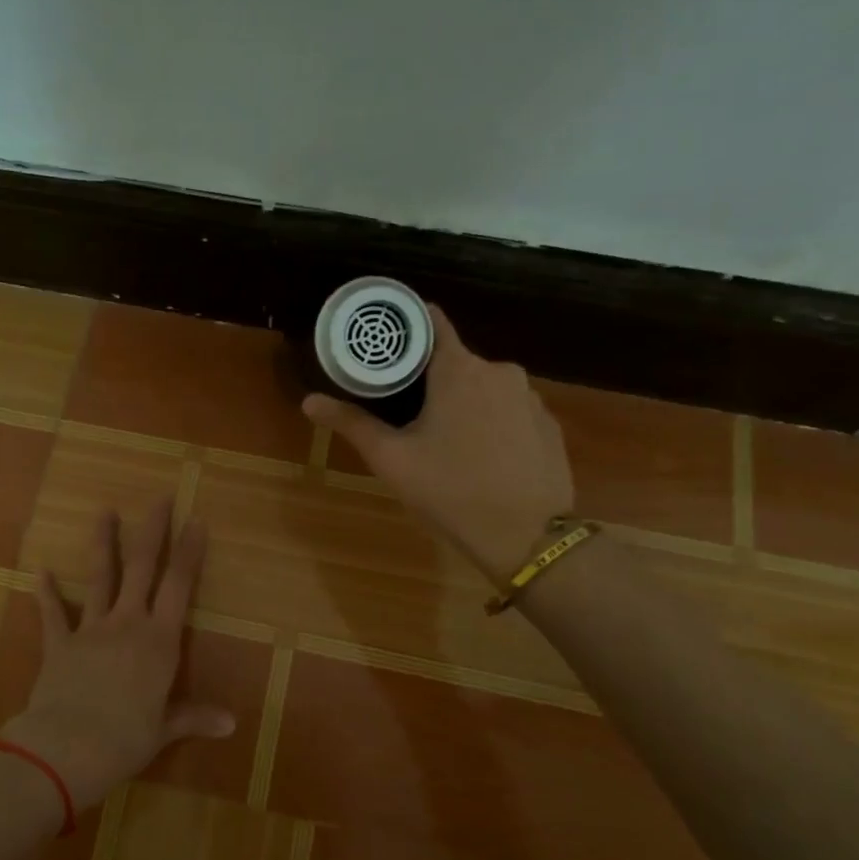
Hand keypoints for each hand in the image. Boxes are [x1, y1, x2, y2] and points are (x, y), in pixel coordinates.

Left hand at [1, 499, 233, 806]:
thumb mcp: (165, 729)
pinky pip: (53, 613)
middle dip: (153, 531)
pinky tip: (40, 571)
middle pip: (143, 567)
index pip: (179, 586)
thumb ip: (195, 718)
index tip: (196, 520)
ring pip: (100, 577)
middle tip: (160, 498)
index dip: (190, 552)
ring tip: (104, 511)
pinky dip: (46, 592)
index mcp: (159, 641)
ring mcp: (91, 629)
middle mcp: (128, 624)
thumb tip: (232, 724)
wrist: (67, 747)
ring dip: (103, 543)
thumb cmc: (126, 739)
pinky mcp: (59, 643)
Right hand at [304, 304, 574, 580]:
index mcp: (459, 369)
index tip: (385, 343)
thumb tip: (309, 401)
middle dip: (430, 379)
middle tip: (405, 411)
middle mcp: (500, 371)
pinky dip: (492, 423)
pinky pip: (510, 410)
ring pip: (485, 387)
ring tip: (444, 440)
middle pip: (455, 360)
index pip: (431, 322)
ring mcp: (531, 397)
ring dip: (463, 402)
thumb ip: (351, 423)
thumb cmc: (451, 491)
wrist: (527, 537)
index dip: (406, 327)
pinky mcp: (549, 425)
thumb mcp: (391, 459)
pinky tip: (482, 457)